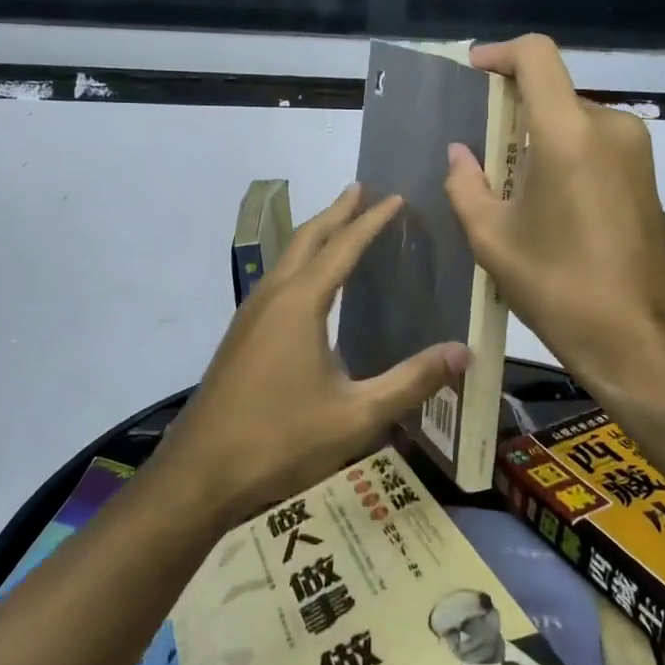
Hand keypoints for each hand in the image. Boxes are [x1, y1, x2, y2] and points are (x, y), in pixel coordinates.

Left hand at [157, 185, 468, 526]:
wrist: (201, 473)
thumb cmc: (281, 440)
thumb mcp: (356, 416)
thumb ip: (411, 381)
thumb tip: (463, 352)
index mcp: (300, 303)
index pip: (343, 246)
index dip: (371, 221)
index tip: (395, 197)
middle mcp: (272, 297)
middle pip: (307, 238)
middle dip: (336, 212)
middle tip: (362, 190)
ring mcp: (250, 315)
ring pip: (286, 258)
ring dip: (315, 235)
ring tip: (340, 225)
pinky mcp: (241, 336)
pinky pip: (276, 281)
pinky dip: (300, 263)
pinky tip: (309, 287)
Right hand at [443, 34, 664, 399]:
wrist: (643, 339)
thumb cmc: (561, 288)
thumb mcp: (493, 240)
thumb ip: (466, 185)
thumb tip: (459, 154)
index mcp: (569, 134)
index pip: (536, 57)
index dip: (499, 53)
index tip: (471, 71)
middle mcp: (610, 127)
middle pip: (552, 91)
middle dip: (511, 109)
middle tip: (477, 147)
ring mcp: (636, 150)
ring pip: (573, 119)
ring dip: (536, 136)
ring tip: (506, 183)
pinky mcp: (646, 174)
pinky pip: (594, 143)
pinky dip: (562, 153)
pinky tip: (542, 200)